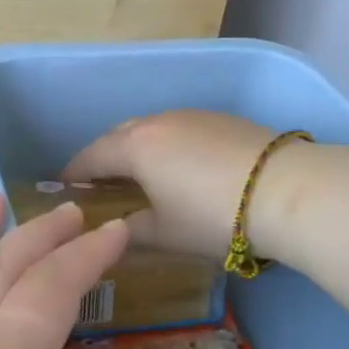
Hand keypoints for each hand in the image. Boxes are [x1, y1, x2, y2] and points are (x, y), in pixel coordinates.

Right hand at [64, 111, 283, 256]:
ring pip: (150, 128)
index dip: (74, 172)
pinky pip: (179, 128)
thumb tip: (118, 229)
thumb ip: (132, 229)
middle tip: (100, 183)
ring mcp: (192, 116)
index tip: (63, 187)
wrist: (285, 190)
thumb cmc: (212, 216)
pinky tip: (180, 166)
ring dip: (137, 148)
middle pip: (118, 135)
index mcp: (135, 147)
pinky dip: (167, 145)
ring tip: (139, 174)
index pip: (91, 156)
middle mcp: (158, 122)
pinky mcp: (221, 119)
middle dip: (104, 156)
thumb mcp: (165, 232)